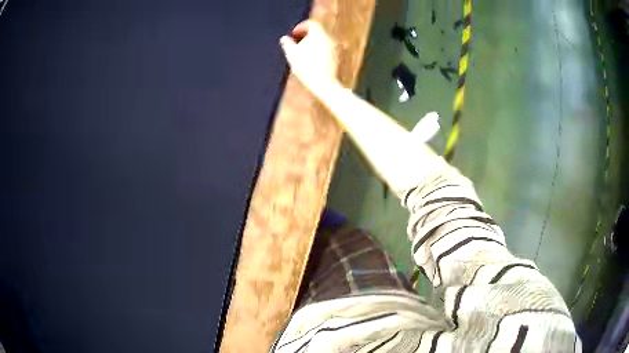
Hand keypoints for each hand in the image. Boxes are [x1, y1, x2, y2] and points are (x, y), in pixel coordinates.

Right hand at [280, 20, 339, 95]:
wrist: (324, 83)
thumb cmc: (306, 67)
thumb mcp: (292, 54)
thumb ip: (287, 43)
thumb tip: (284, 39)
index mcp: (319, 34)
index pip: (311, 24)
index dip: (301, 27)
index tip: (293, 34)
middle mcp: (330, 38)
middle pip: (318, 32)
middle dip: (306, 36)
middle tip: (296, 43)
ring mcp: (336, 48)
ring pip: (322, 41)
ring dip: (312, 44)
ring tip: (303, 54)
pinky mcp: (338, 58)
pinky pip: (327, 50)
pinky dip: (319, 51)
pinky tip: (311, 62)